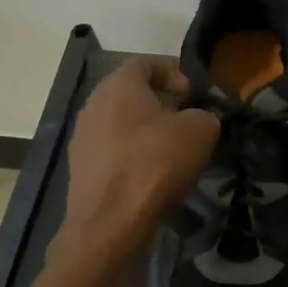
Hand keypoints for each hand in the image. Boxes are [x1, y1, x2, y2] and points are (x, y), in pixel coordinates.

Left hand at [55, 57, 218, 271]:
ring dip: (148, 132)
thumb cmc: (155, 164)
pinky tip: (155, 176)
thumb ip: (205, 115)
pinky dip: (135, 156)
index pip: (146, 63)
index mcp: (118, 85)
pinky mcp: (82, 169)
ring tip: (175, 152)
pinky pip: (114, 152)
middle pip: (132, 94)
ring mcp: (83, 138)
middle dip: (163, 104)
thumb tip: (201, 119)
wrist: (111, 223)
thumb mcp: (200, 131)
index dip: (174, 73)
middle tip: (190, 121)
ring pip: (122, 124)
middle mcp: (93, 104)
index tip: (195, 94)